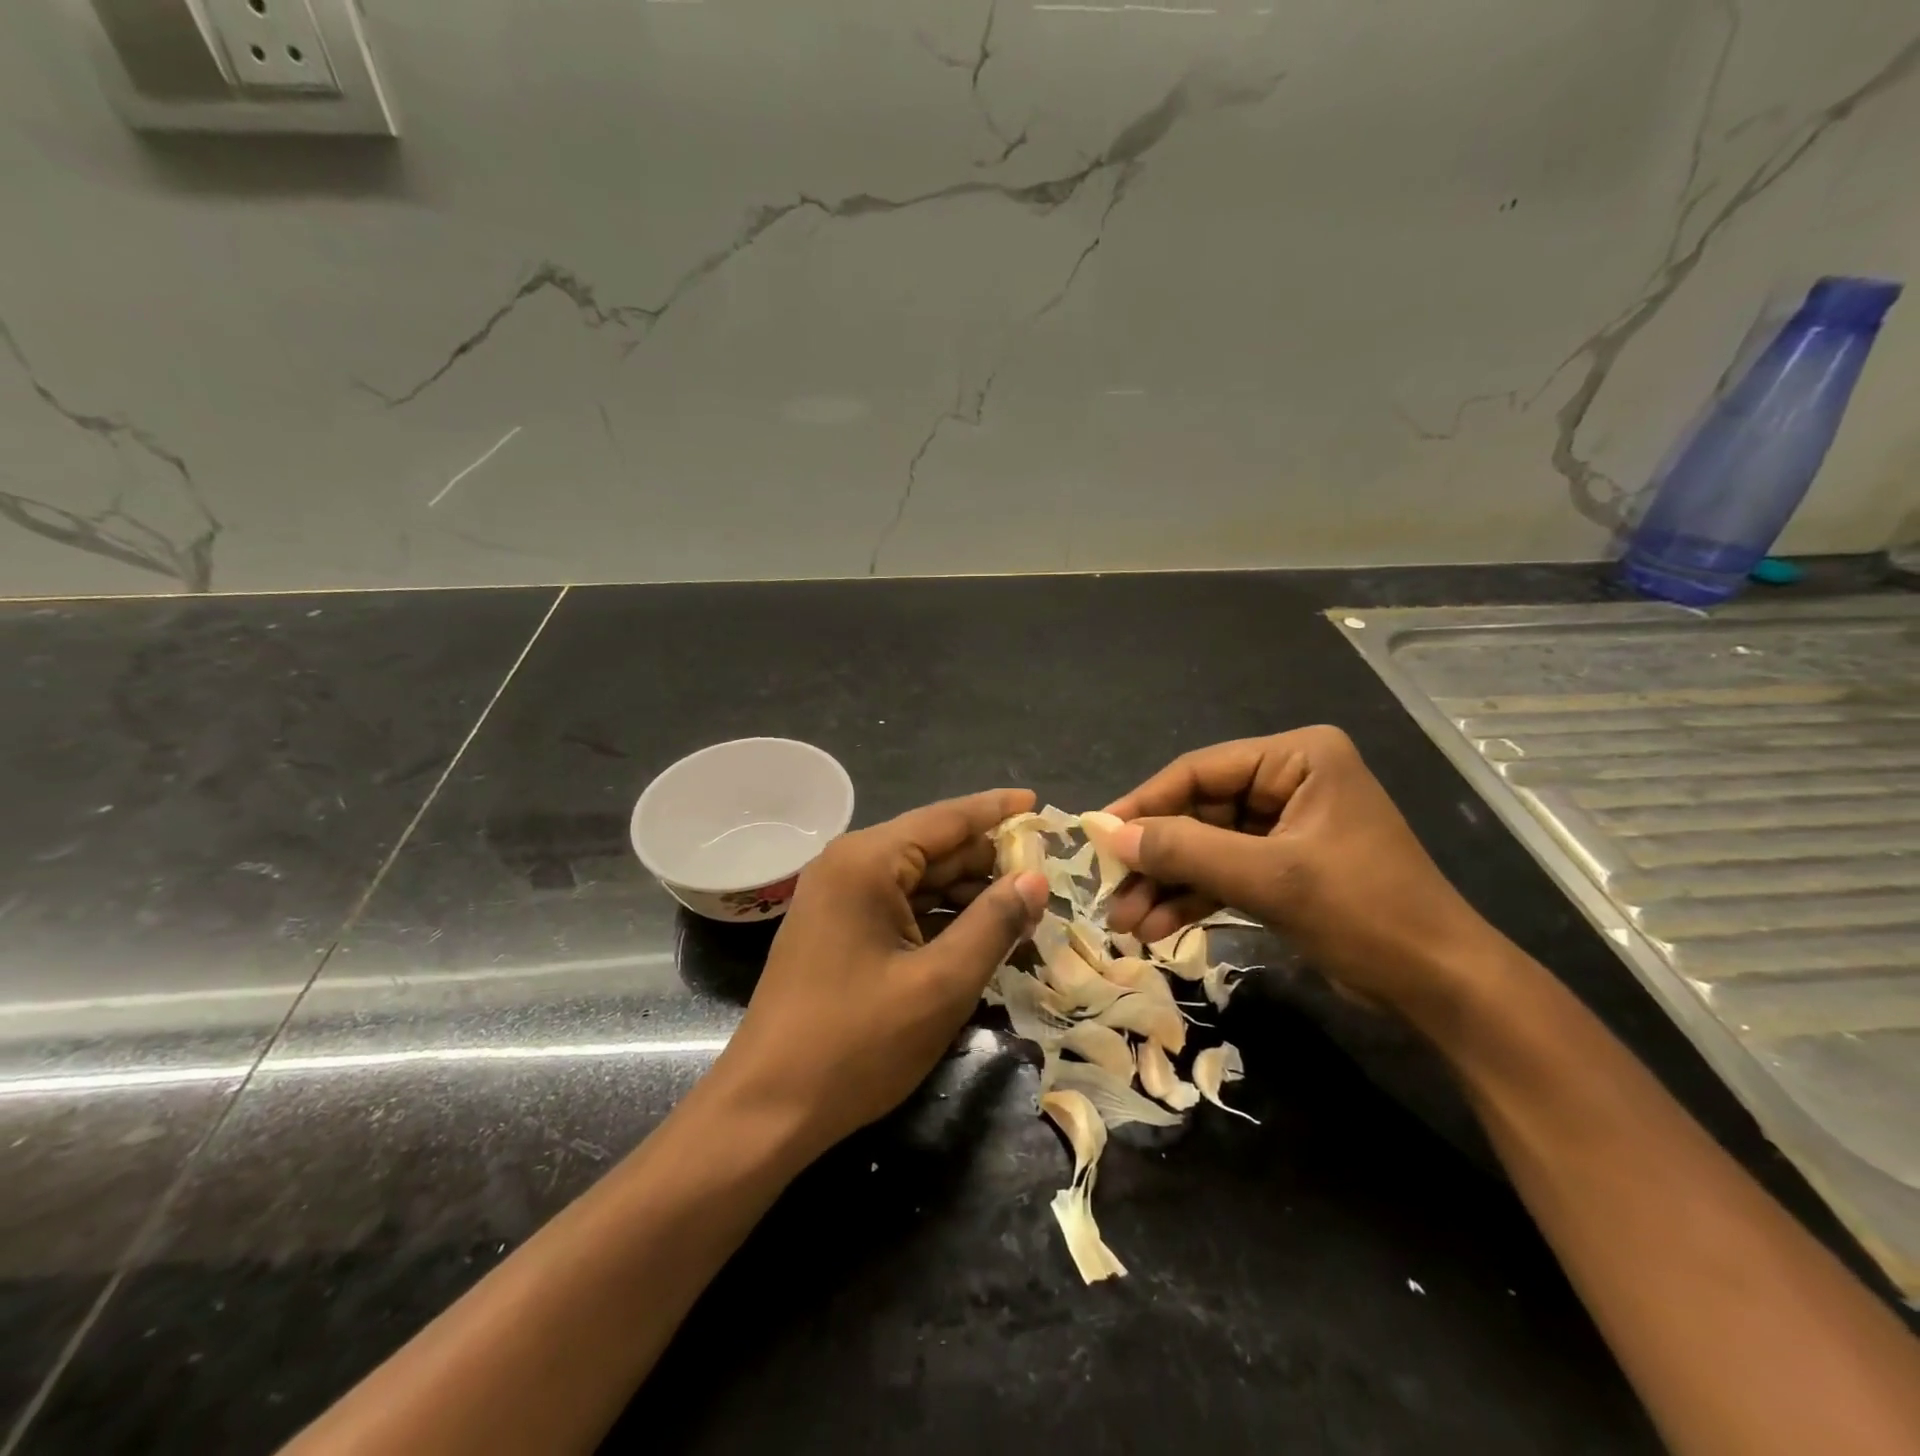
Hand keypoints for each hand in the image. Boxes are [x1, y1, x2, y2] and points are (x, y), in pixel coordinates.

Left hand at [707, 789, 1049, 1159]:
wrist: (767, 1109)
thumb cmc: (856, 1044)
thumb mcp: (940, 984)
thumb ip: (993, 923)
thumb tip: (1035, 878)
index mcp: (868, 861)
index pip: (947, 819)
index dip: (997, 810)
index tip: (1040, 803)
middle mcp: (849, 865)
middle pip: (935, 849)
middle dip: (990, 864)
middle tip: (1048, 881)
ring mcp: (839, 898)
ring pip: (920, 881)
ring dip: (970, 897)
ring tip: (1026, 916)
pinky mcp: (838, 930)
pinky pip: (901, 909)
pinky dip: (942, 919)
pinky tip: (980, 938)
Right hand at [1102, 726, 1502, 1018]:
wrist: (1441, 987)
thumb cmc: (1364, 913)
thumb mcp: (1269, 878)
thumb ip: (1185, 851)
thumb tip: (1110, 835)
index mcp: (1297, 758)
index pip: (1199, 772)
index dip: (1144, 805)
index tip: (1096, 837)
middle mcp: (1288, 781)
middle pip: (1197, 812)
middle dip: (1155, 858)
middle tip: (1109, 893)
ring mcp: (1285, 825)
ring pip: (1205, 847)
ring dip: (1166, 885)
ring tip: (1126, 923)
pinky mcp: (1283, 866)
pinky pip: (1223, 872)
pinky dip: (1191, 898)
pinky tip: (1157, 927)